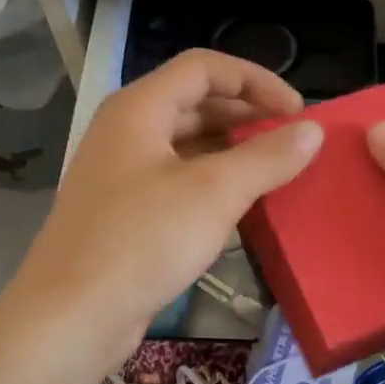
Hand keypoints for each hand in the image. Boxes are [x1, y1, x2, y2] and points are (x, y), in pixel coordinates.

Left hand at [7, 50, 322, 365]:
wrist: (71, 316)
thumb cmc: (143, 240)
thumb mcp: (215, 193)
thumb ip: (267, 157)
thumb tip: (313, 131)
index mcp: (139, 108)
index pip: (204, 67)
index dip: (256, 80)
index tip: (298, 112)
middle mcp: (126, 130)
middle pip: (195, 102)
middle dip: (247, 115)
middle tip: (292, 140)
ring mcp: (121, 172)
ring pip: (186, 143)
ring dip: (232, 149)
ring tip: (275, 170)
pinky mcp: (124, 210)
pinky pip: (176, 178)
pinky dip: (211, 181)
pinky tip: (241, 204)